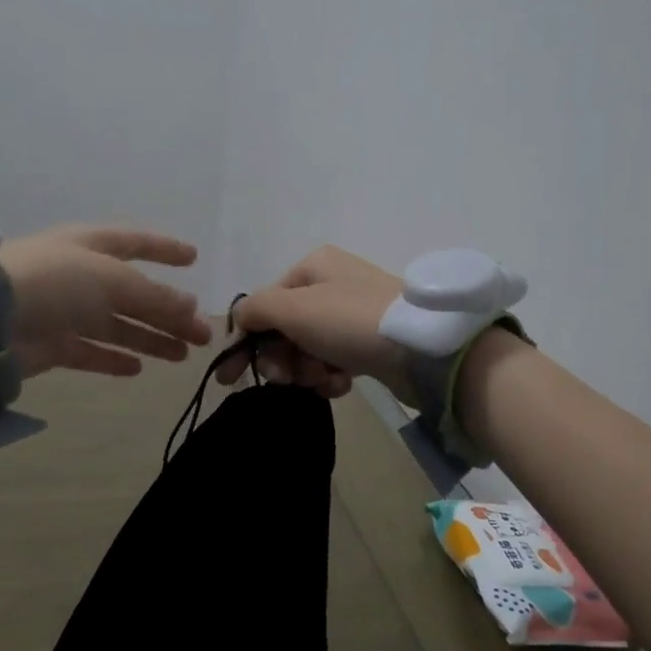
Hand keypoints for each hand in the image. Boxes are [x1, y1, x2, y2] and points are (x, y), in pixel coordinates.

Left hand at [0, 225, 212, 378]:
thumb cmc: (54, 281)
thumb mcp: (113, 280)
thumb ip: (155, 297)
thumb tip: (192, 308)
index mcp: (90, 245)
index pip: (135, 242)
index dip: (165, 249)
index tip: (194, 259)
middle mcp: (79, 275)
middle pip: (134, 293)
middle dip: (169, 311)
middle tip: (203, 333)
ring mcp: (64, 311)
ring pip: (117, 325)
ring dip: (150, 338)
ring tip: (183, 355)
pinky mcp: (51, 345)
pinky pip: (90, 351)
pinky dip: (113, 359)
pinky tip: (138, 369)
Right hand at [215, 246, 411, 399]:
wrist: (419, 347)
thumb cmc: (348, 320)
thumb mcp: (293, 308)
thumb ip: (255, 309)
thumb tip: (239, 319)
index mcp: (314, 266)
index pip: (266, 302)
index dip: (247, 338)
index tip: (231, 377)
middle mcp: (333, 285)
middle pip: (286, 328)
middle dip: (282, 358)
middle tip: (287, 378)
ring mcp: (354, 315)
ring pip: (309, 349)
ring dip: (307, 370)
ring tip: (322, 379)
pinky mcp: (371, 343)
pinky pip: (335, 362)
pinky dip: (332, 377)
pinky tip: (340, 384)